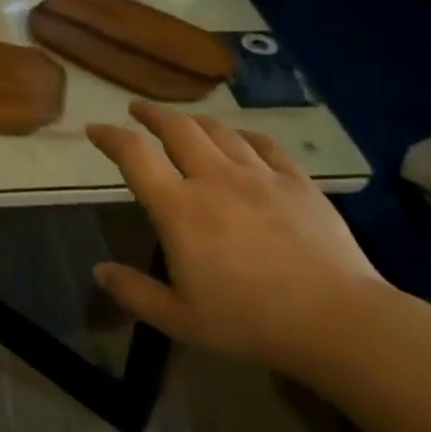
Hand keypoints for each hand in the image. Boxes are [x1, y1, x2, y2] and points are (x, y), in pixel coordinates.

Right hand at [85, 101, 387, 366]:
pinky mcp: (297, 182)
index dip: (110, 137)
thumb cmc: (249, 322)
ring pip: (219, 130)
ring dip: (193, 121)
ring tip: (183, 122)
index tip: (95, 130)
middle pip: (177, 129)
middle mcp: (214, 179)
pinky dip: (242, 136)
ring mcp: (259, 176)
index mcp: (179, 210)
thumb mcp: (179, 320)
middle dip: (151, 114)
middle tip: (137, 109)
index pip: (134, 156)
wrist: (335, 319)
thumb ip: (134, 292)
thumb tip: (99, 270)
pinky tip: (240, 140)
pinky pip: (263, 145)